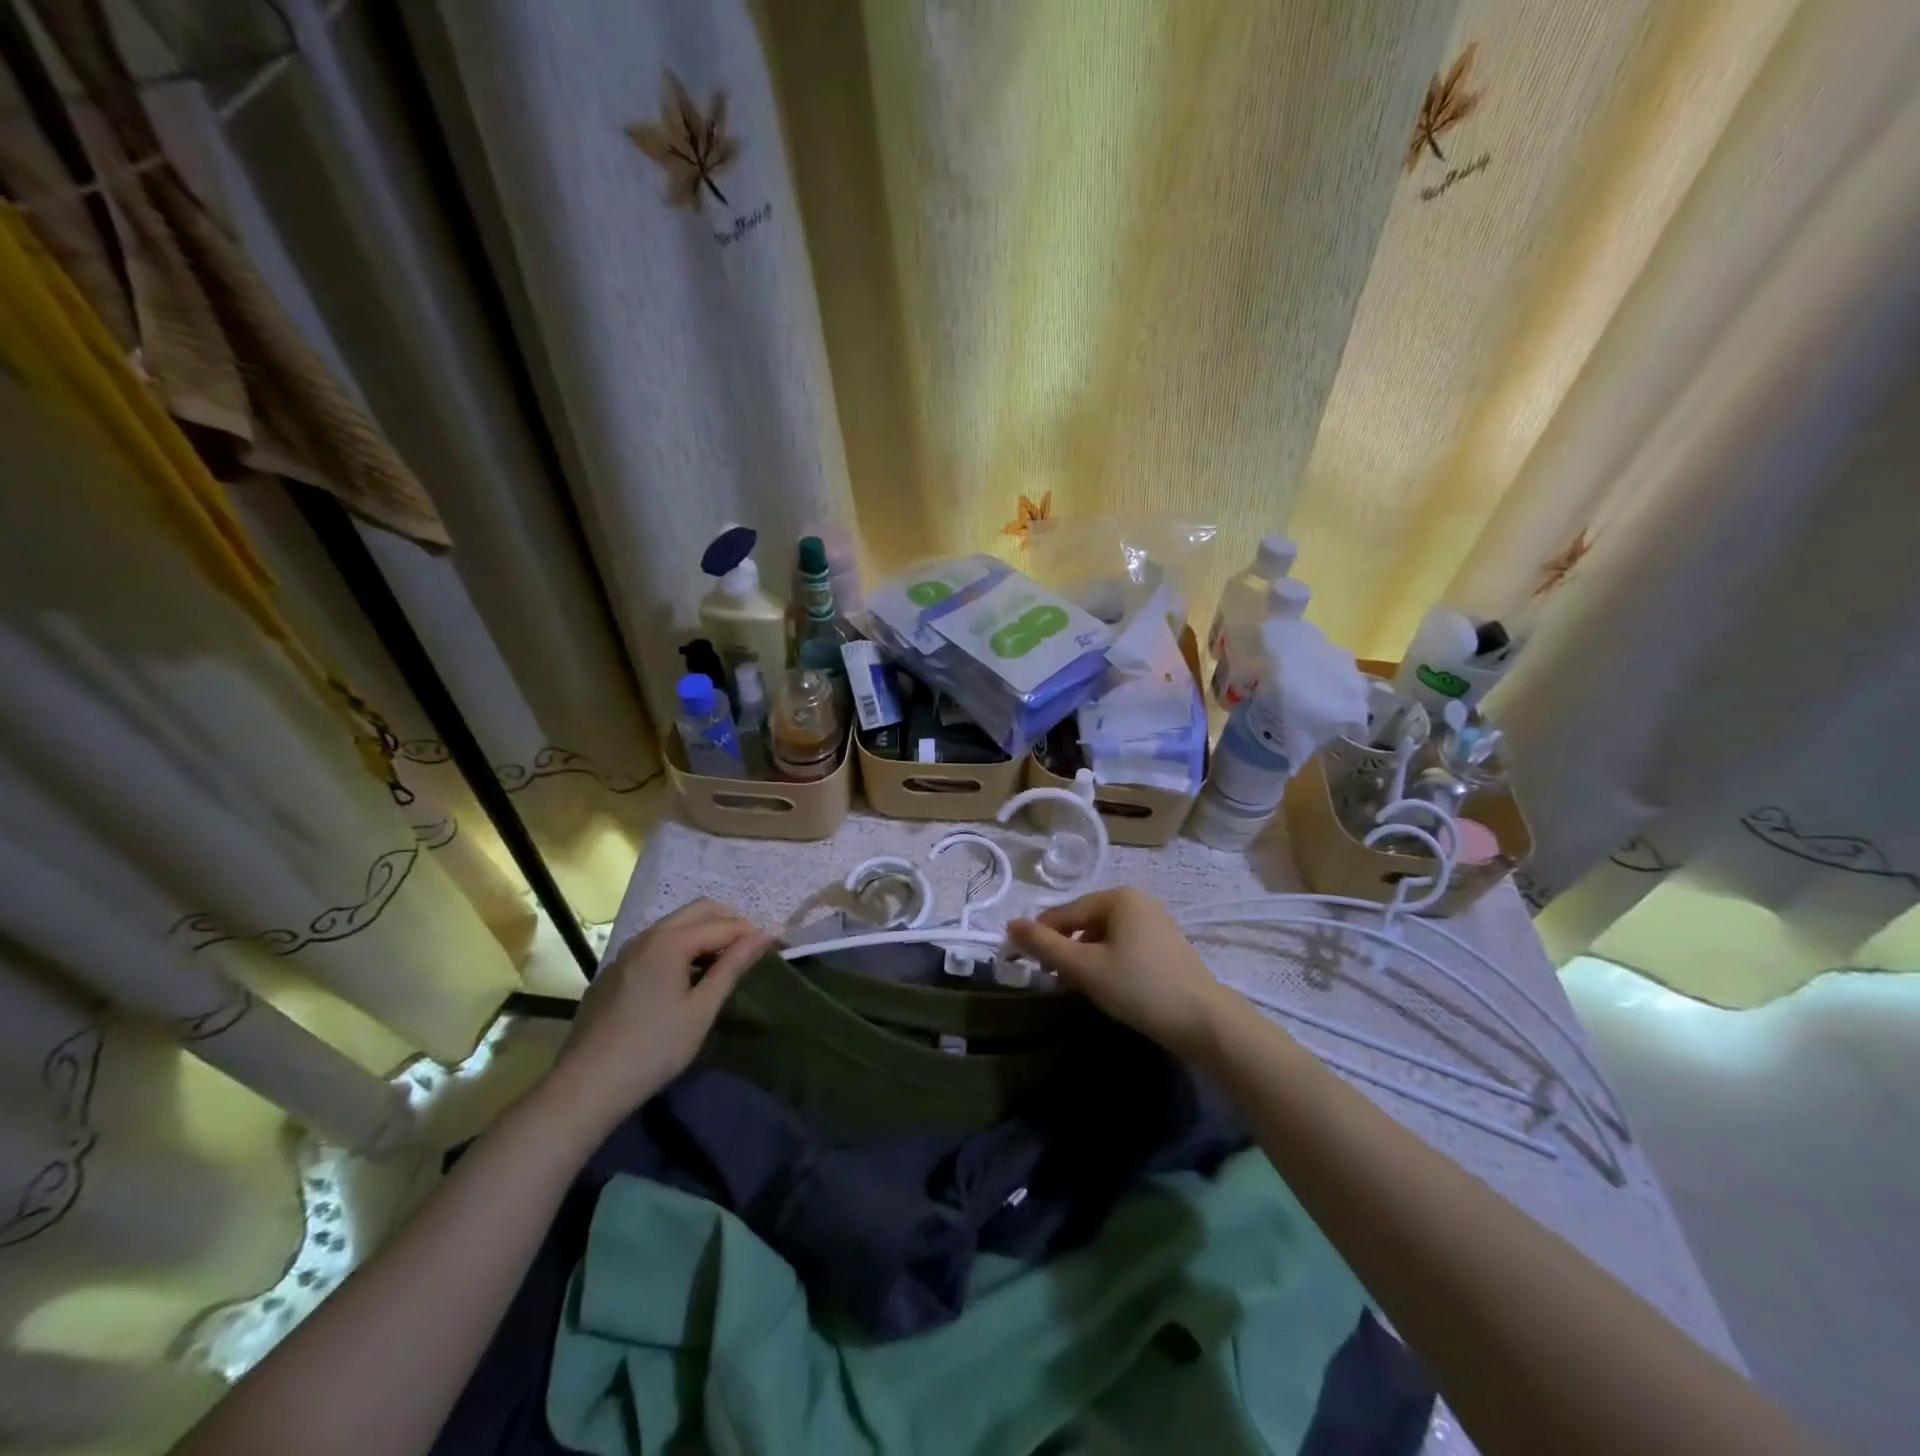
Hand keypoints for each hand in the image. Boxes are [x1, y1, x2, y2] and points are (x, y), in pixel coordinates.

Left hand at [539, 898, 772, 1137]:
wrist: (586, 1086)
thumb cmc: (654, 1048)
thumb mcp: (702, 1009)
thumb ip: (732, 967)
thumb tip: (763, 936)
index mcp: (670, 941)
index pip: (723, 924)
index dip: (752, 933)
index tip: (776, 946)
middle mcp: (647, 935)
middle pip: (698, 911)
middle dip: (729, 922)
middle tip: (751, 950)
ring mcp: (626, 952)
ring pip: (675, 925)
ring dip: (704, 933)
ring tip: (724, 962)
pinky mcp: (614, 971)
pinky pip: (656, 944)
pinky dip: (681, 947)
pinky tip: (686, 978)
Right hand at [1008, 888, 1234, 1063]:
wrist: (1205, 1022)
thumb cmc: (1139, 987)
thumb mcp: (1084, 967)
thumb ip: (1044, 945)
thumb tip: (1010, 926)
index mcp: (1117, 897)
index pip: (1064, 913)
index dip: (1041, 938)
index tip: (1027, 967)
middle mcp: (1137, 901)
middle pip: (1084, 922)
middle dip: (1065, 950)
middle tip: (1053, 982)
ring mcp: (1155, 923)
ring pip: (1104, 937)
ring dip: (1085, 959)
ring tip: (1078, 988)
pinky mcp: (1166, 946)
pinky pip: (1124, 947)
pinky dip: (1108, 963)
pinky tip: (1107, 988)